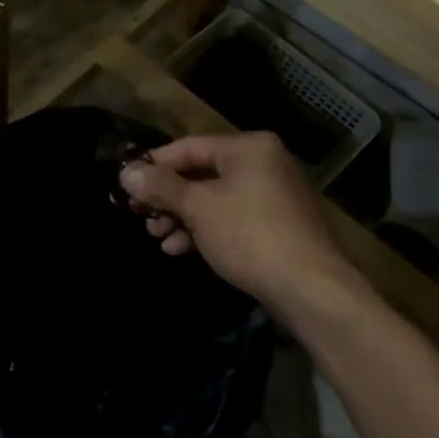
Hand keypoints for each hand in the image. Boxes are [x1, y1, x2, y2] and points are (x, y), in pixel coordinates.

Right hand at [120, 132, 367, 306]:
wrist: (312, 290)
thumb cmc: (250, 236)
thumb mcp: (198, 208)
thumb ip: (161, 187)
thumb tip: (126, 173)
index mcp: (248, 148)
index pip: (189, 147)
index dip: (154, 165)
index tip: (126, 183)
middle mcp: (264, 163)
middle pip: (201, 173)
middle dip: (168, 197)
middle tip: (140, 216)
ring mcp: (274, 195)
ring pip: (215, 198)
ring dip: (182, 217)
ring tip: (156, 237)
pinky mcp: (278, 225)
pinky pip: (232, 217)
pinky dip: (206, 229)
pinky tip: (180, 249)